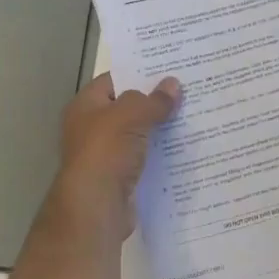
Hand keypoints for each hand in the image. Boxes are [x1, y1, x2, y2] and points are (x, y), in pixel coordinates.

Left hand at [48, 73, 181, 241]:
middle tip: (187, 91)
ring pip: (138, 134)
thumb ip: (153, 100)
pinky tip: (185, 149)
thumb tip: (173, 84)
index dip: (139, 73)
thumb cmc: (106, 151)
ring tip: (193, 117)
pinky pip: (144, 159)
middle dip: (154, 102)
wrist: (96, 208)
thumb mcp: (131, 115)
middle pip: (128, 108)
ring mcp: (106, 154)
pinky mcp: (120, 178)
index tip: (169, 69)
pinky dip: (160, 155)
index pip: (113, 79)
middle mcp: (92, 127)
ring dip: (160, 129)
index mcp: (85, 105)